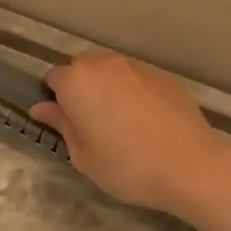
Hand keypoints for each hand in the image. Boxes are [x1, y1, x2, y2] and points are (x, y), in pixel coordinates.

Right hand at [27, 52, 230, 219]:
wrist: (190, 165)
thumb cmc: (126, 166)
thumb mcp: (83, 155)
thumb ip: (61, 125)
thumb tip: (41, 107)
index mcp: (77, 81)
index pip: (53, 78)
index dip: (54, 98)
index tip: (62, 120)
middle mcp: (104, 64)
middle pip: (82, 68)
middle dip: (80, 88)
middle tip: (89, 122)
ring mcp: (137, 66)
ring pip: (111, 70)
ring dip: (107, 88)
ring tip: (119, 121)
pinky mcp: (163, 76)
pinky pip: (137, 78)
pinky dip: (133, 92)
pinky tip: (145, 120)